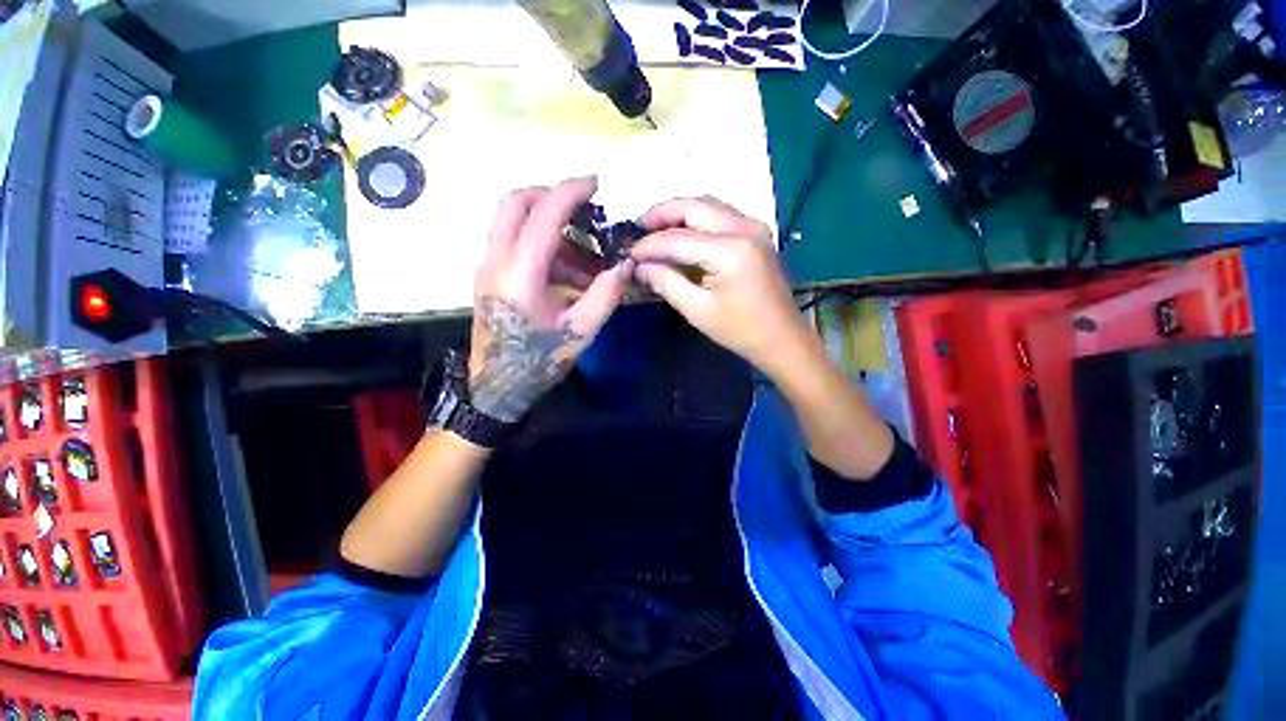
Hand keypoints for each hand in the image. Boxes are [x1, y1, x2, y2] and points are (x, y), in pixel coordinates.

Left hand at [470, 177, 632, 421]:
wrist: (496, 388)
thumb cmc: (539, 362)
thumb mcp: (581, 331)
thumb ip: (606, 294)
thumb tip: (626, 264)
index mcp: (520, 273)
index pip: (544, 214)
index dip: (571, 192)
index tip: (595, 184)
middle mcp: (496, 260)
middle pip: (515, 203)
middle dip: (551, 197)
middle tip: (584, 211)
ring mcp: (487, 267)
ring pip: (513, 222)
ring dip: (550, 228)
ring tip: (586, 259)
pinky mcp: (488, 277)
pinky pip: (513, 244)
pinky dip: (542, 246)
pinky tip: (568, 274)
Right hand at [631, 197, 808, 376]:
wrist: (781, 338)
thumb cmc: (739, 330)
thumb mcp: (697, 310)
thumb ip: (666, 282)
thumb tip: (640, 266)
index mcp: (730, 251)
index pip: (678, 239)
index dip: (650, 245)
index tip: (629, 252)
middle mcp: (744, 228)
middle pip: (695, 206)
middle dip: (663, 213)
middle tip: (638, 227)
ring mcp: (754, 227)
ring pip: (709, 206)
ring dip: (680, 213)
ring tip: (655, 228)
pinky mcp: (757, 233)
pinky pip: (721, 215)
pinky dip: (698, 219)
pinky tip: (682, 233)